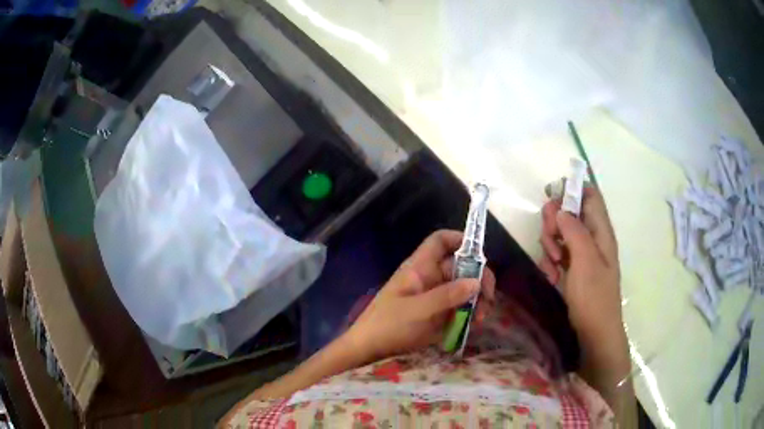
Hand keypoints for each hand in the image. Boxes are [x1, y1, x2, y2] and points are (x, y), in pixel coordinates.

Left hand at [346, 230, 495, 360]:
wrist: (368, 350)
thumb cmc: (387, 325)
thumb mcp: (417, 310)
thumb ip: (446, 296)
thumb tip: (476, 282)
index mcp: (420, 268)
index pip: (440, 242)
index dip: (460, 240)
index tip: (480, 256)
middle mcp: (430, 278)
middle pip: (460, 266)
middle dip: (478, 279)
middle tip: (488, 299)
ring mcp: (434, 297)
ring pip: (464, 289)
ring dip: (477, 299)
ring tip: (481, 318)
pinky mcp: (437, 315)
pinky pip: (459, 307)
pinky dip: (470, 313)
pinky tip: (474, 325)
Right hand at [537, 188, 623, 343]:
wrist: (595, 332)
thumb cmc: (594, 296)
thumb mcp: (584, 260)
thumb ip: (574, 230)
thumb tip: (561, 209)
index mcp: (601, 231)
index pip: (590, 196)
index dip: (572, 189)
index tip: (551, 195)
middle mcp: (593, 238)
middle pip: (570, 212)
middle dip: (554, 221)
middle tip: (549, 237)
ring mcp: (583, 254)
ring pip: (561, 233)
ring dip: (550, 244)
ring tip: (552, 264)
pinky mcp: (574, 268)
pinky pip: (558, 254)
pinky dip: (550, 261)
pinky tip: (551, 276)